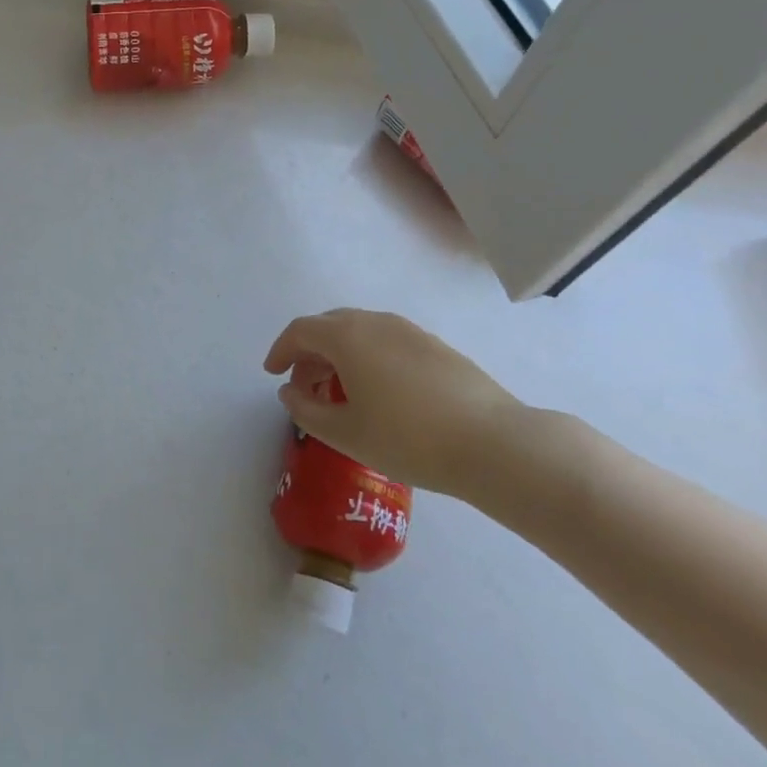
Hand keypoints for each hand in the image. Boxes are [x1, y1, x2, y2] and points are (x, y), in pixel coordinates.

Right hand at [263, 310, 537, 496]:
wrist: (493, 443)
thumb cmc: (408, 438)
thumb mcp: (344, 433)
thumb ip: (305, 409)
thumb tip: (289, 392)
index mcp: (347, 336)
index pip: (300, 331)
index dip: (280, 350)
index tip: (272, 374)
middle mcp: (376, 322)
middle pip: (329, 326)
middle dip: (309, 353)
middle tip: (303, 386)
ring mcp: (410, 331)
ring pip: (360, 332)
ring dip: (339, 355)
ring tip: (339, 392)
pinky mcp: (436, 346)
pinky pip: (386, 341)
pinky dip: (367, 357)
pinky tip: (378, 392)